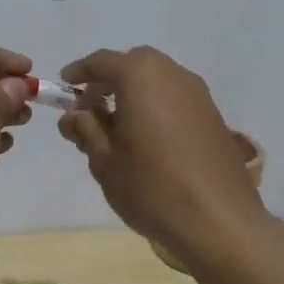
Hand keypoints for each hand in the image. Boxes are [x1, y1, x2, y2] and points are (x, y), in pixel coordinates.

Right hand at [58, 46, 267, 262]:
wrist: (220, 221)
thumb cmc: (151, 186)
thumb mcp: (104, 160)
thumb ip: (85, 129)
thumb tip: (73, 115)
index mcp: (140, 76)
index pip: (101, 62)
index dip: (79, 73)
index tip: (64, 87)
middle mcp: (171, 73)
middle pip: (133, 65)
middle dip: (109, 81)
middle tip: (90, 110)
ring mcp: (198, 94)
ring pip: (157, 80)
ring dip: (134, 94)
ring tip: (118, 129)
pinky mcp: (214, 115)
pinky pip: (176, 98)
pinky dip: (156, 106)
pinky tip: (149, 140)